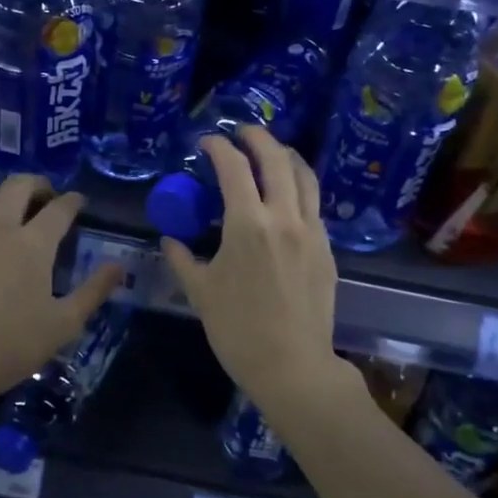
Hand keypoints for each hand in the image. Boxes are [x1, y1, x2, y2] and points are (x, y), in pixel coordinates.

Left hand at [0, 174, 122, 416]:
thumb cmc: (8, 345)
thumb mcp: (63, 325)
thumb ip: (93, 291)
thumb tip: (118, 266)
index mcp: (33, 243)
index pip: (59, 208)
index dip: (73, 201)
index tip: (79, 202)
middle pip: (17, 186)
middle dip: (37, 184)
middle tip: (46, 196)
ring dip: (1, 194)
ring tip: (10, 207)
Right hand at [160, 127, 353, 411]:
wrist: (293, 366)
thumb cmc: (238, 330)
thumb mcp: (200, 293)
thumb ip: (183, 260)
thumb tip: (169, 240)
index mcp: (248, 224)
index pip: (234, 167)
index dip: (219, 147)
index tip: (208, 141)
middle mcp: (284, 217)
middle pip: (276, 159)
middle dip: (258, 138)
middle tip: (242, 132)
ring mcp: (312, 231)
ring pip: (304, 176)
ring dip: (286, 155)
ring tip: (271, 151)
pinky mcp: (327, 248)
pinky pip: (314, 203)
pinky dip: (300, 186)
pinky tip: (289, 194)